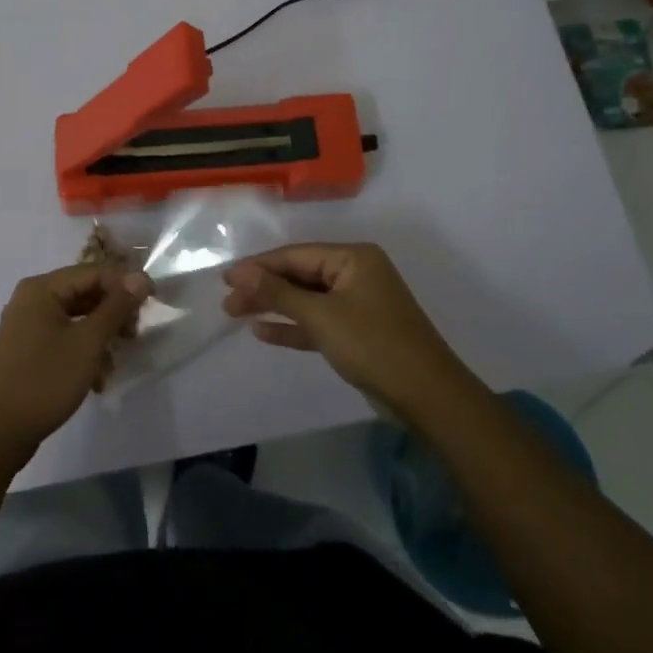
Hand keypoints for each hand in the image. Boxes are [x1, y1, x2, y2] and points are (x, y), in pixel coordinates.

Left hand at [0, 264, 150, 461]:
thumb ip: (116, 307)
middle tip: (135, 334)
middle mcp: (31, 298)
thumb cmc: (45, 380)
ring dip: (100, 334)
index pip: (93, 272)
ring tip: (117, 359)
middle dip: (113, 312)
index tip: (153, 300)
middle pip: (84, 293)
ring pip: (76, 317)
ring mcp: (26, 324)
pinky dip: (83, 349)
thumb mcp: (88, 342)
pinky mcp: (27, 348)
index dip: (125, 283)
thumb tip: (140, 277)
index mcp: (42, 288)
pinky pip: (64, 336)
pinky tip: (97, 376)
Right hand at [223, 243, 473, 418]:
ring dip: (273, 306)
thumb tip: (239, 272)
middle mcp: (355, 273)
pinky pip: (317, 321)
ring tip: (236, 313)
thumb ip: (278, 293)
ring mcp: (357, 303)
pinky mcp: (356, 331)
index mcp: (353, 258)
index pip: (295, 255)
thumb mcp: (322, 316)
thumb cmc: (374, 345)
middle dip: (263, 287)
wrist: (428, 397)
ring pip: (305, 299)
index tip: (225, 279)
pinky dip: (292, 326)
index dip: (259, 266)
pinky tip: (263, 331)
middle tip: (227, 302)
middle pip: (299, 275)